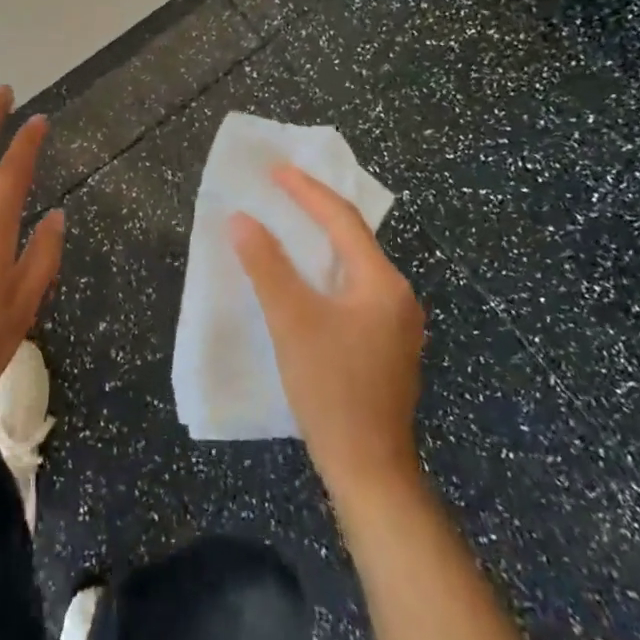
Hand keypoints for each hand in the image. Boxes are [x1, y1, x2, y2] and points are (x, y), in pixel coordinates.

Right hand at [232, 166, 425, 496]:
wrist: (369, 469)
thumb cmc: (331, 389)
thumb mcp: (292, 321)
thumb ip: (266, 266)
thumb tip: (241, 220)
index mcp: (382, 283)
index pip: (342, 220)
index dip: (306, 191)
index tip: (275, 170)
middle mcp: (397, 296)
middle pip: (353, 239)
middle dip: (315, 210)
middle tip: (280, 189)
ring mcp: (396, 323)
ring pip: (353, 266)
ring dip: (320, 242)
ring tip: (288, 223)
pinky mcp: (386, 345)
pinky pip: (354, 289)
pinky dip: (326, 272)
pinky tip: (306, 278)